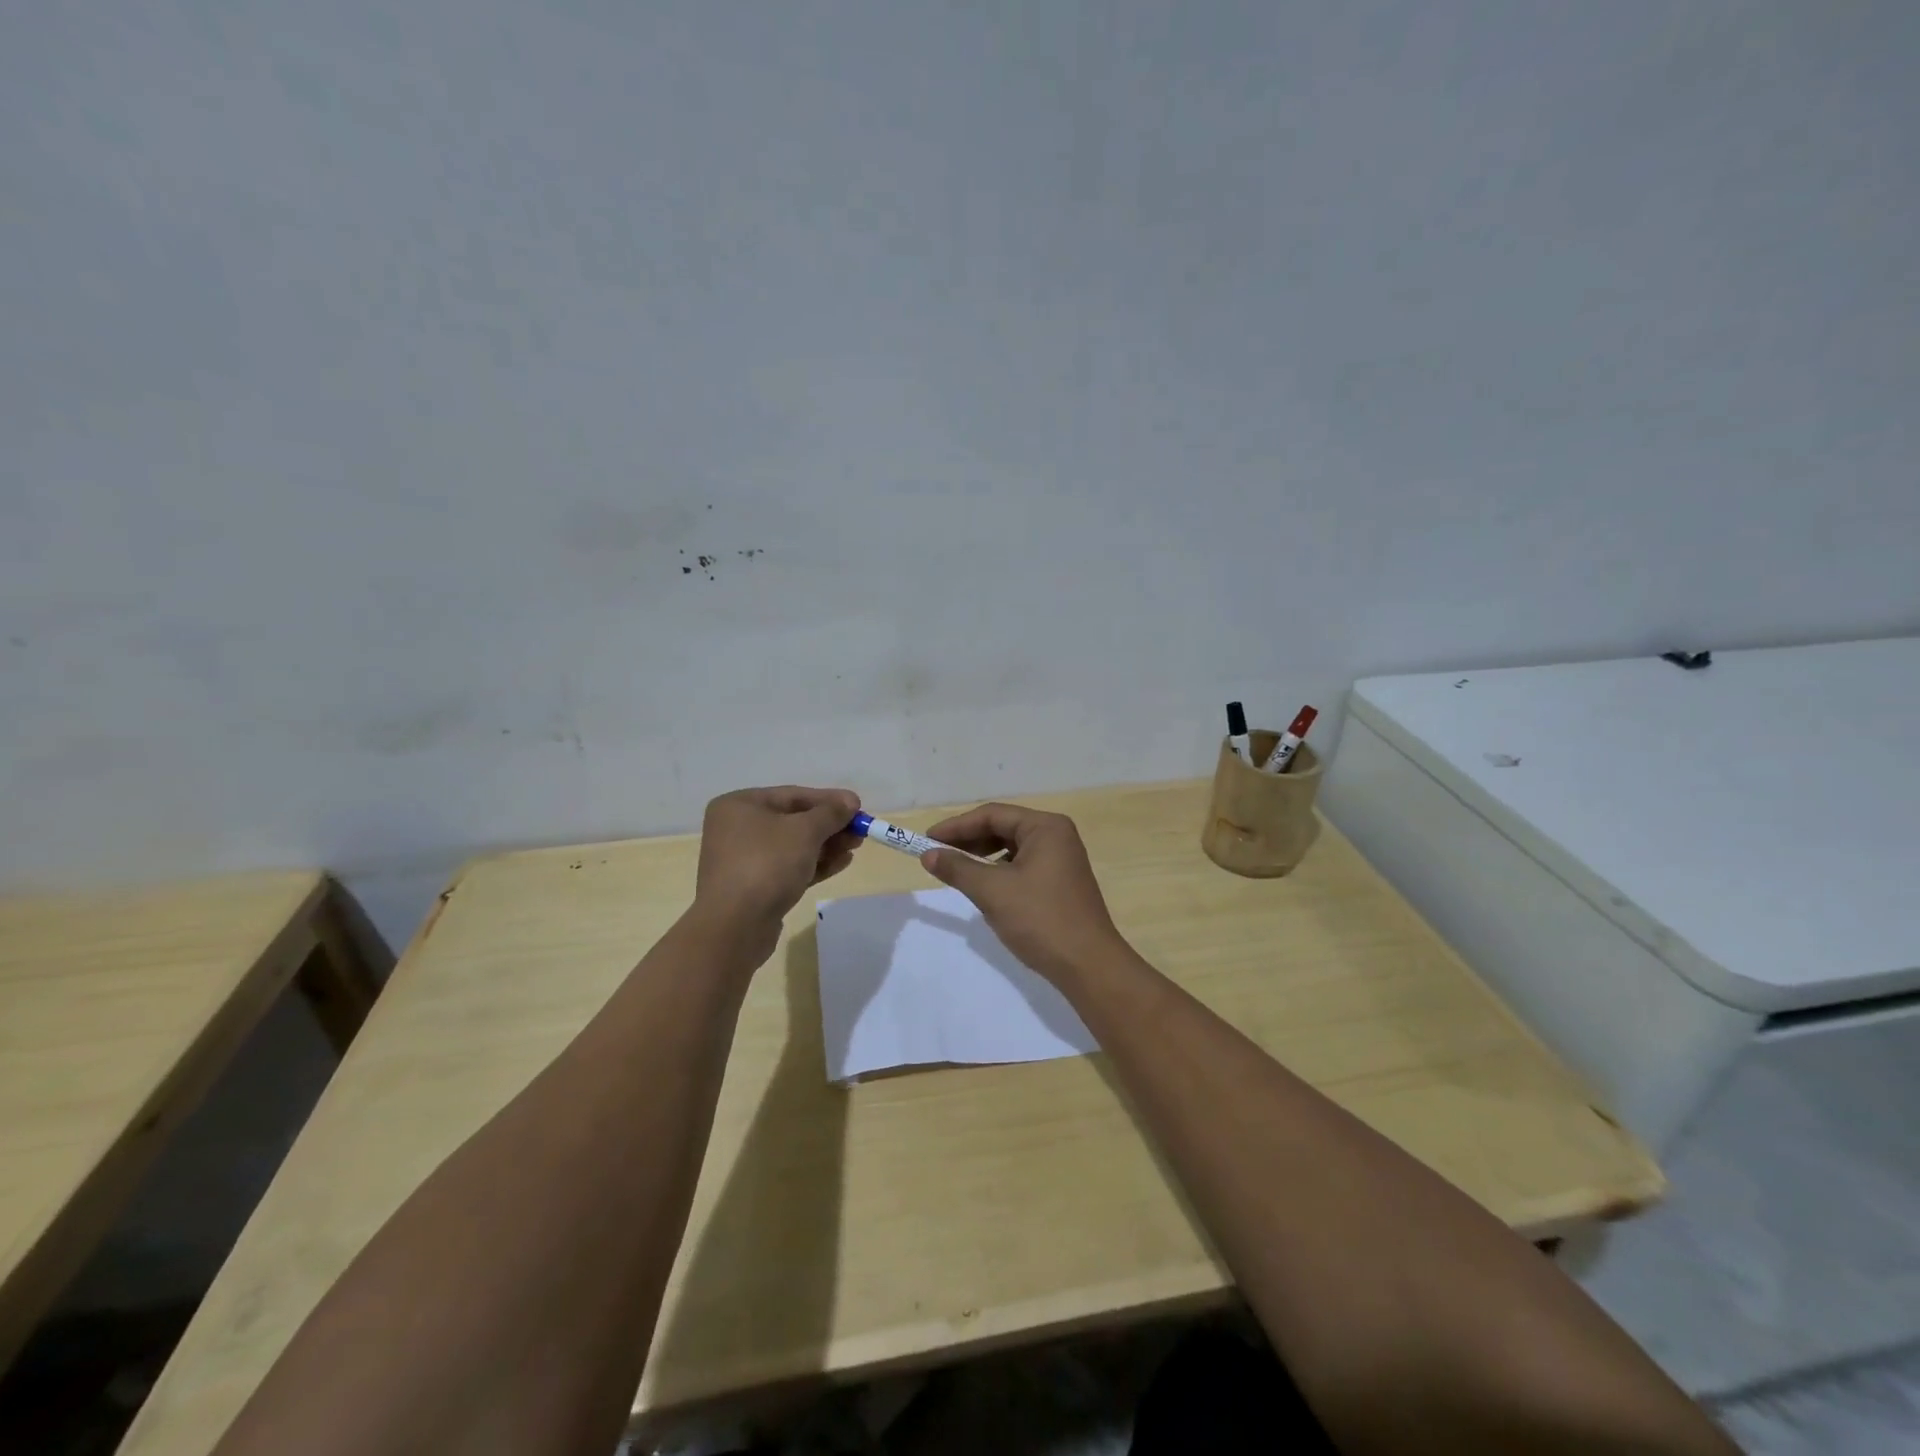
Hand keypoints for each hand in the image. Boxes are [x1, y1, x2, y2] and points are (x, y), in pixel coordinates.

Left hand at [694, 785, 862, 947]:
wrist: (735, 926)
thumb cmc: (767, 864)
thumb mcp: (805, 831)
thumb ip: (831, 813)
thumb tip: (851, 801)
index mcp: (740, 805)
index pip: (792, 795)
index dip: (829, 800)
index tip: (858, 805)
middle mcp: (737, 829)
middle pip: (793, 820)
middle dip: (830, 825)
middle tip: (860, 830)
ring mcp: (744, 860)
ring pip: (793, 846)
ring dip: (826, 845)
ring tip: (855, 846)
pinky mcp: (754, 887)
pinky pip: (789, 868)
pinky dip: (814, 864)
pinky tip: (842, 863)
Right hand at [919, 802, 1130, 984]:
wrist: (1088, 965)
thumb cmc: (1040, 919)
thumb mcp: (993, 891)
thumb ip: (958, 868)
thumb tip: (928, 855)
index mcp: (1045, 827)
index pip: (992, 815)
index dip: (956, 826)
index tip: (926, 840)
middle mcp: (1057, 836)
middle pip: (1003, 827)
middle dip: (968, 841)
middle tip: (936, 855)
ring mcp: (1061, 859)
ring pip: (1012, 848)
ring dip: (982, 856)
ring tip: (956, 870)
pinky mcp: (1060, 882)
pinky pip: (1022, 866)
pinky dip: (999, 872)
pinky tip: (984, 887)